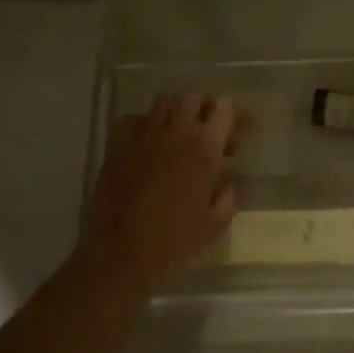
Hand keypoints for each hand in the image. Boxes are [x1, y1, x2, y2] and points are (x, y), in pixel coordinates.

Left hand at [77, 94, 239, 293]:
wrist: (121, 254)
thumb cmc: (175, 243)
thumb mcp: (215, 224)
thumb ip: (227, 196)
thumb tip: (226, 182)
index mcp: (204, 151)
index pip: (224, 110)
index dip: (234, 117)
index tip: (236, 136)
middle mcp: (175, 134)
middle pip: (193, 98)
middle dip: (205, 110)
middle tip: (209, 133)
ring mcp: (142, 137)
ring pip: (164, 103)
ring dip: (177, 113)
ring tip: (180, 135)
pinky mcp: (117, 146)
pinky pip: (134, 120)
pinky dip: (146, 125)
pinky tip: (149, 144)